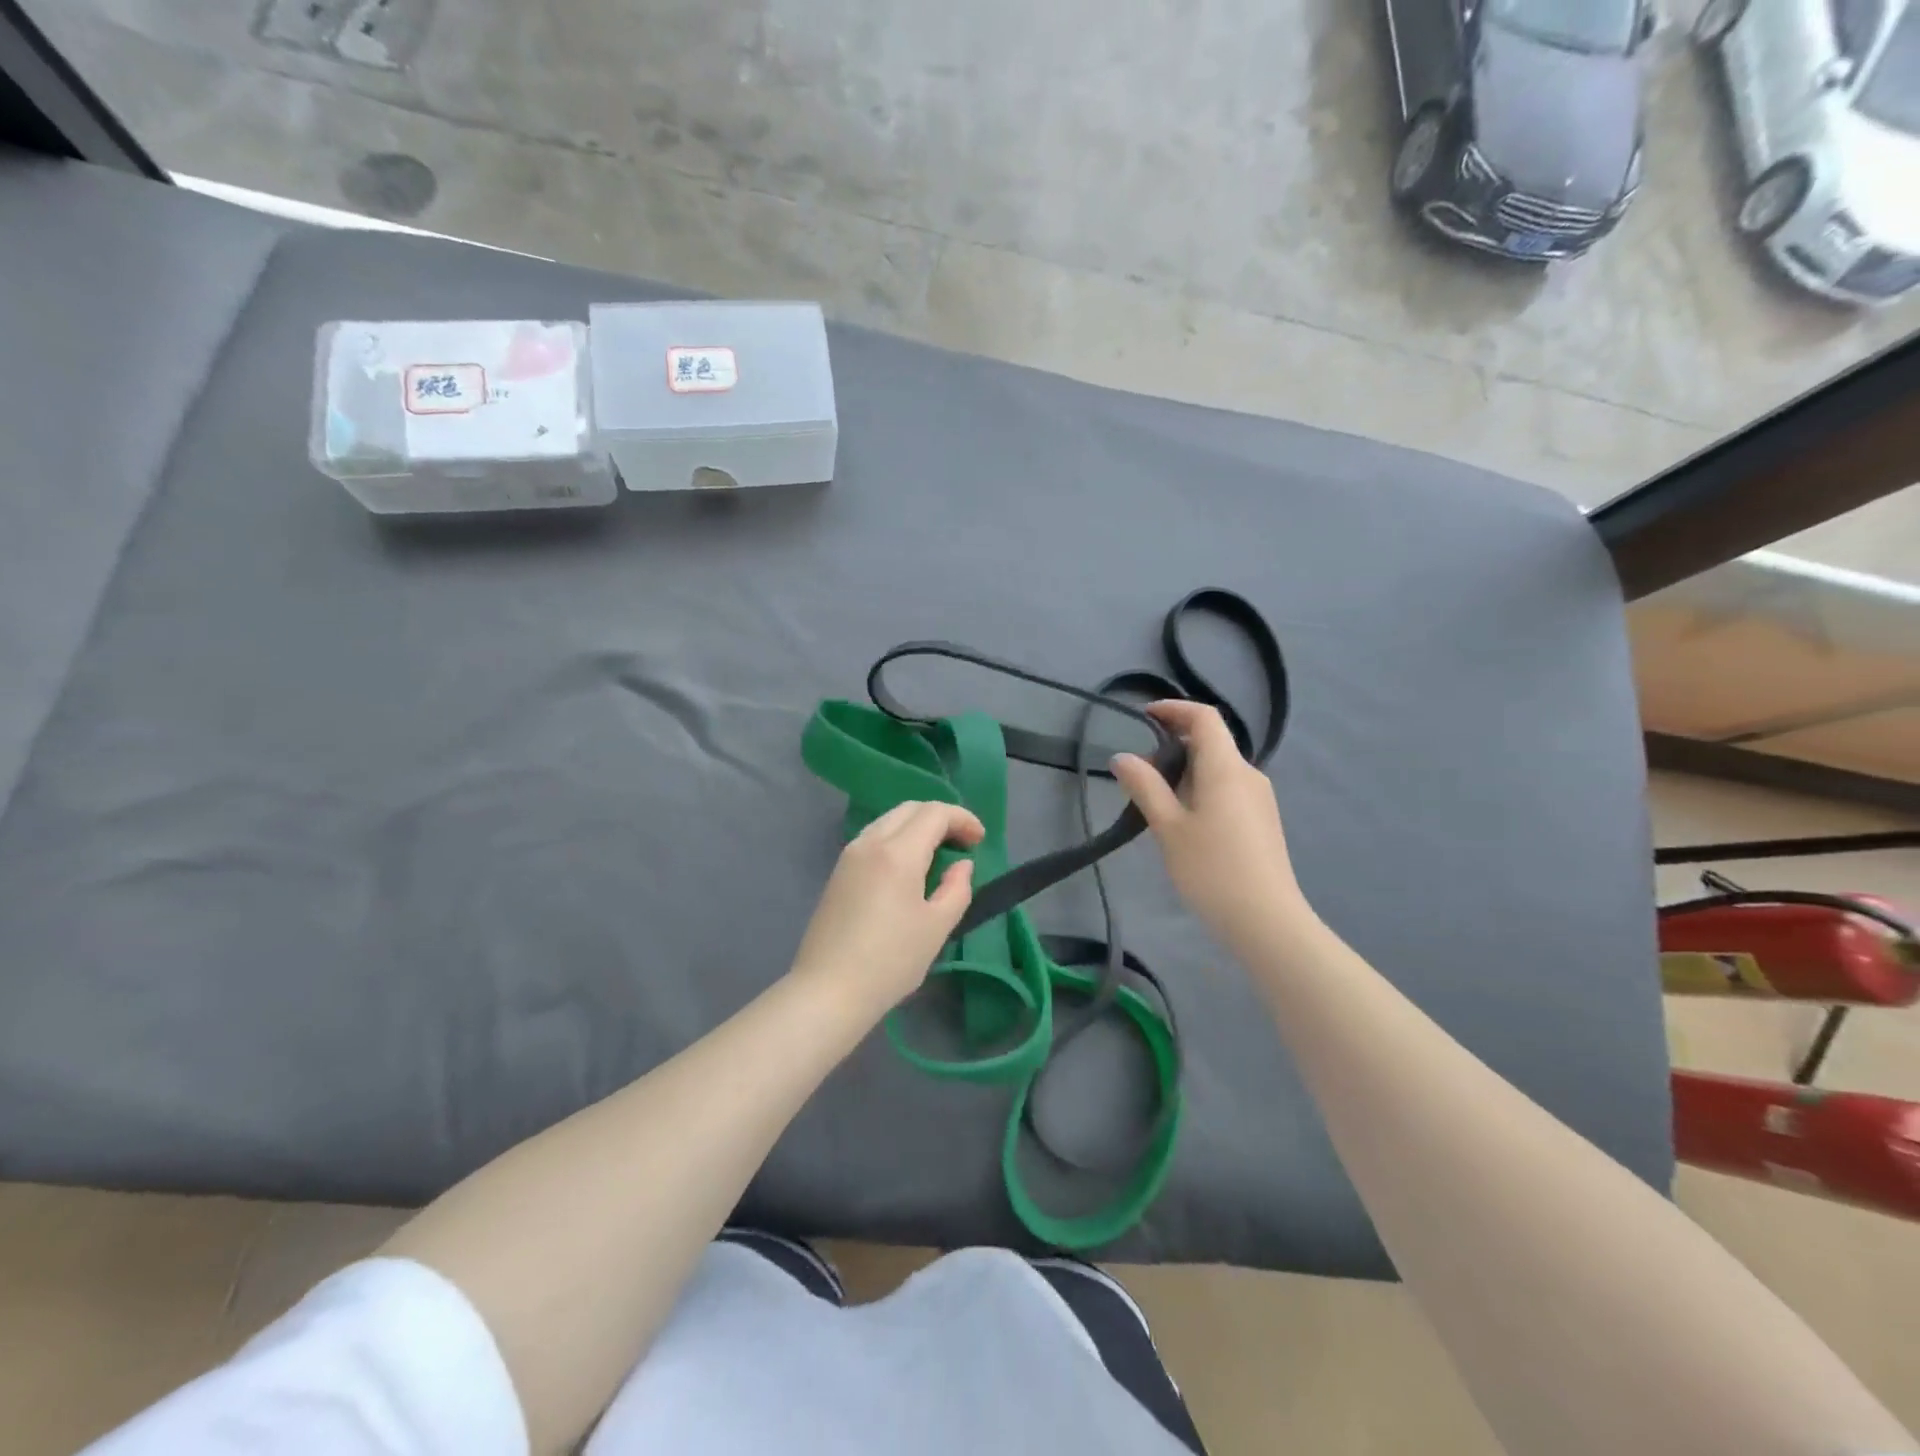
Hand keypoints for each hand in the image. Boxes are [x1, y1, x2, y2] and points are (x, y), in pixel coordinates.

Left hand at [788, 801, 984, 1012]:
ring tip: (939, 853)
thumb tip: (961, 866)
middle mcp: (870, 843)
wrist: (828, 991)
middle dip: (941, 817)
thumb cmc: (890, 961)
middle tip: (963, 843)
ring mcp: (849, 856)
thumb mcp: (936, 927)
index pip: (934, 813)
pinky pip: (874, 838)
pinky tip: (909, 867)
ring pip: (889, 820)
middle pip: (909, 809)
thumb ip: (956, 888)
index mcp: (897, 853)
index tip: (980, 840)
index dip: (962, 819)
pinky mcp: (838, 872)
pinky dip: (898, 839)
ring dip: (917, 826)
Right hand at [1111, 700, 1312, 951]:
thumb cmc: (1212, 869)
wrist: (1267, 922)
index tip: (1143, 716)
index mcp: (1226, 768)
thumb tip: (1122, 757)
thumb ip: (1145, 787)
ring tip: (1155, 804)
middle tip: (1139, 774)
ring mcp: (1259, 799)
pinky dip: (1200, 790)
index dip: (1174, 709)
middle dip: (1172, 747)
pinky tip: (1183, 824)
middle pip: (1210, 743)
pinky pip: (1227, 789)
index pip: (1204, 718)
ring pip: (1217, 769)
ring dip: (1184, 772)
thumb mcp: (1168, 827)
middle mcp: (1248, 774)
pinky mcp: (1261, 821)